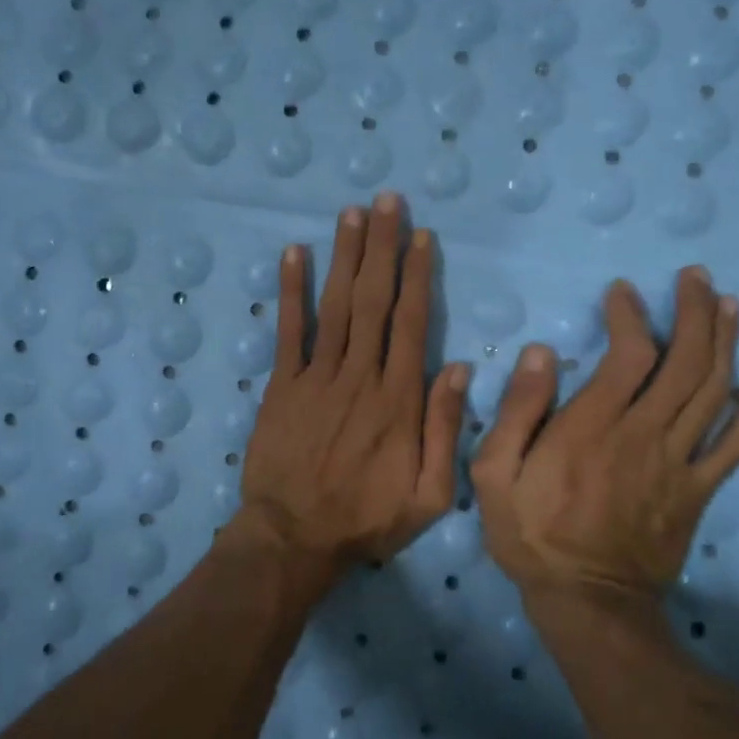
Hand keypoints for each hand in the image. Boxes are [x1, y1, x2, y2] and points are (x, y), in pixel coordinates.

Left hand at [233, 193, 469, 581]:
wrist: (293, 537)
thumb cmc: (366, 519)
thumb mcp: (428, 494)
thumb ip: (445, 430)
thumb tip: (457, 368)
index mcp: (398, 400)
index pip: (412, 324)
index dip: (417, 276)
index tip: (421, 236)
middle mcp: (359, 376)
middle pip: (374, 301)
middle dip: (382, 247)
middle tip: (386, 201)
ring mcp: (316, 378)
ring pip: (335, 306)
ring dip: (344, 256)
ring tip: (351, 213)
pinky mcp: (281, 386)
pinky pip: (288, 331)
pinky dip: (291, 291)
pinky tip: (295, 254)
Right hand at [470, 269, 738, 603]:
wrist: (587, 601)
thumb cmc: (533, 535)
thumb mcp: (495, 474)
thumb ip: (518, 411)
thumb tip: (543, 354)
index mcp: (592, 427)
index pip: (628, 355)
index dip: (631, 316)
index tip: (624, 291)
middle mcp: (644, 435)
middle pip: (684, 363)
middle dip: (694, 313)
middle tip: (697, 278)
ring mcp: (678, 463)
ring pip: (713, 392)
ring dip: (725, 343)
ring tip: (731, 305)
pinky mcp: (698, 490)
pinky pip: (736, 445)